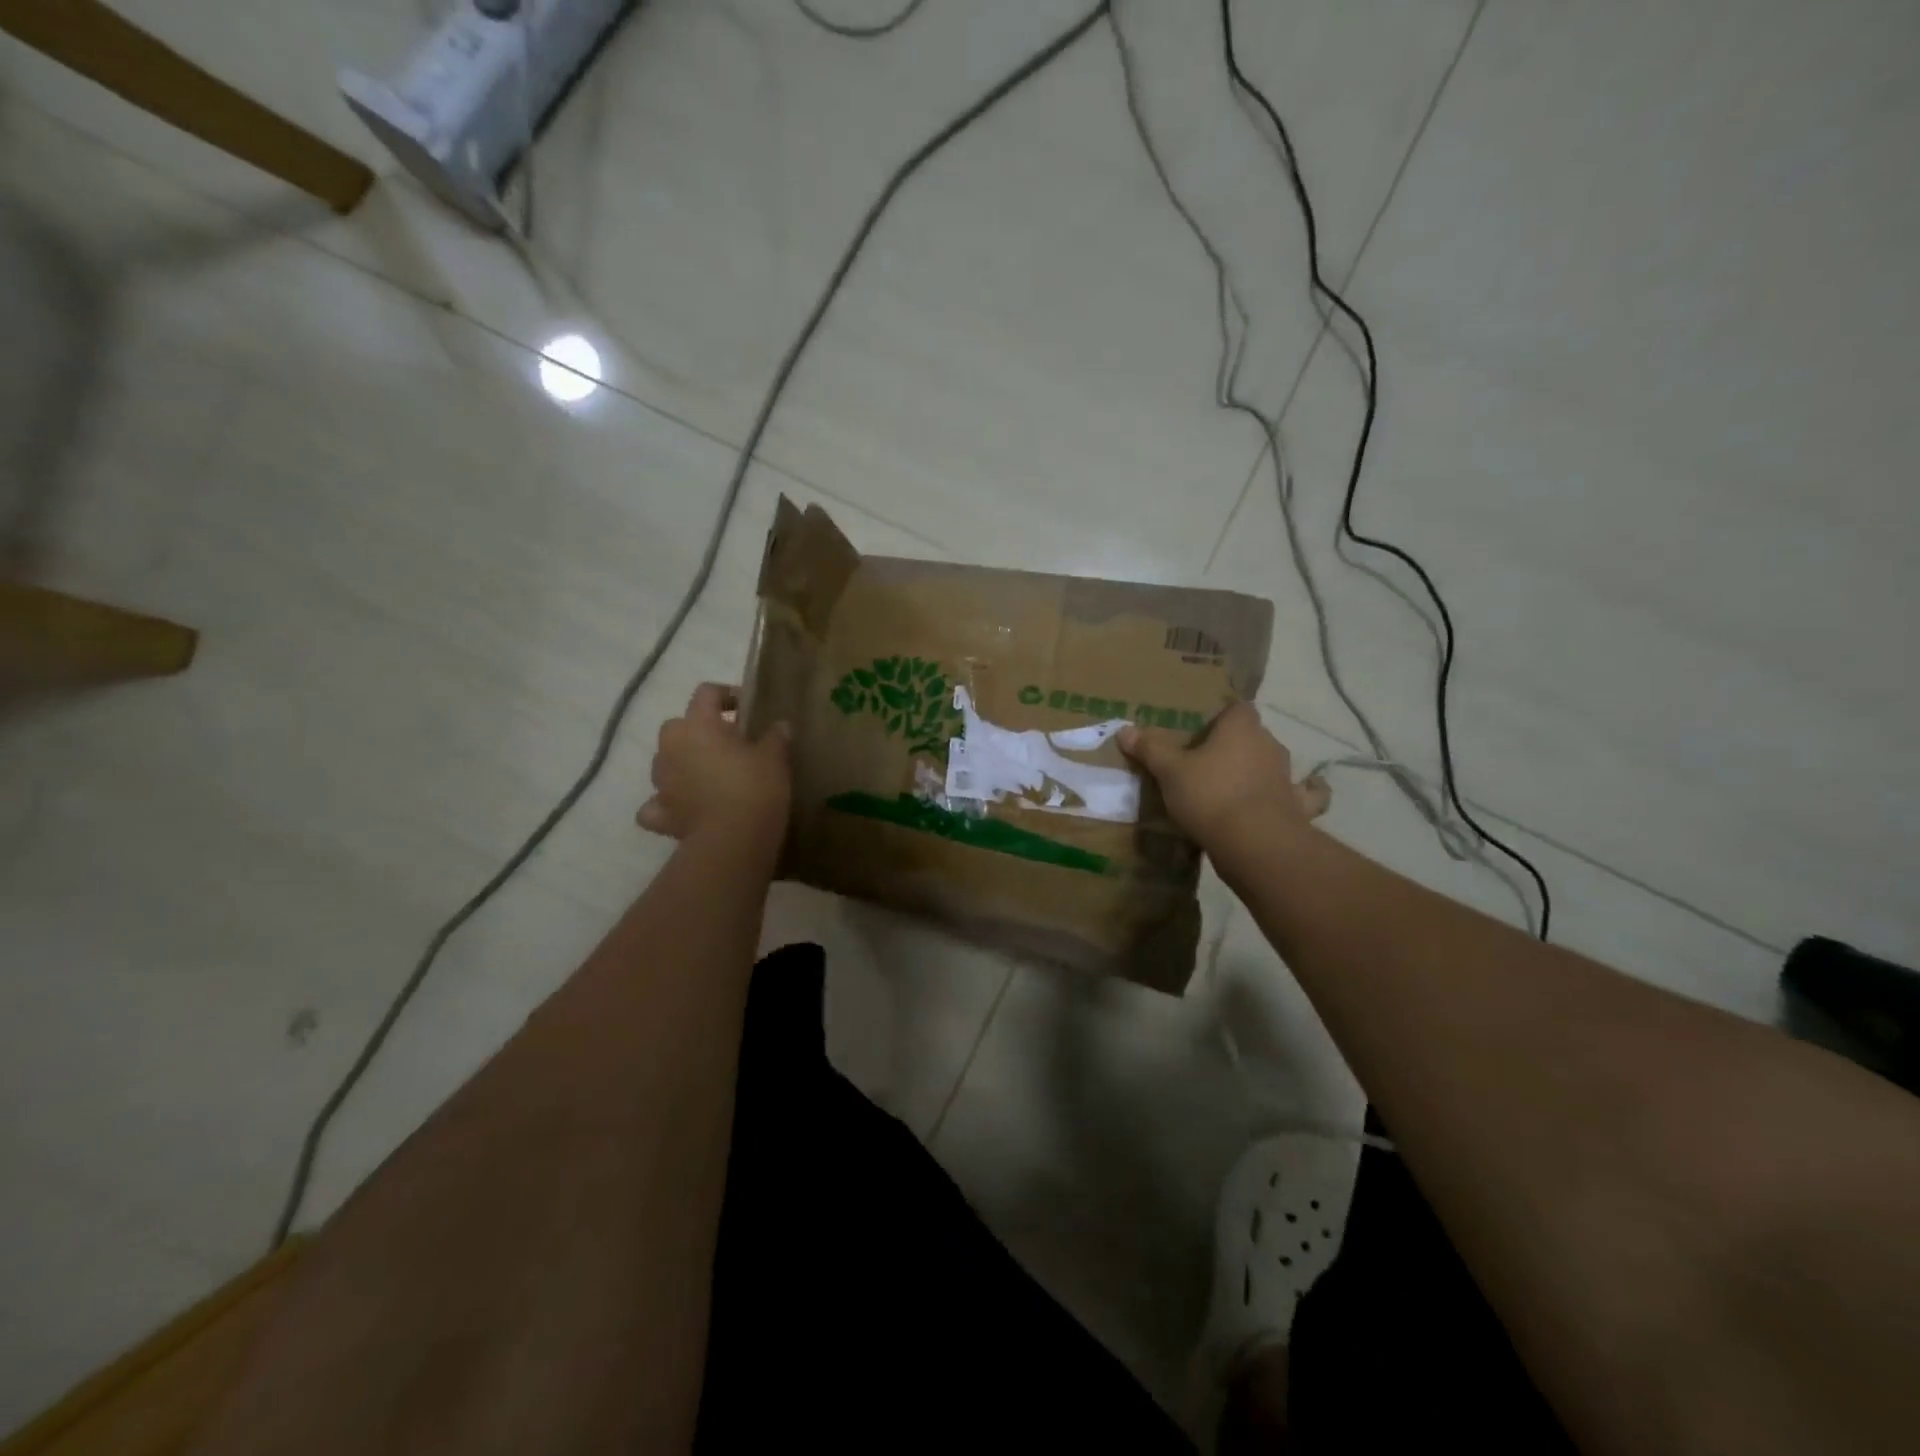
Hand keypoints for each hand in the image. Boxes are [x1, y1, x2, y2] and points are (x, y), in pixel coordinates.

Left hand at [638, 684, 790, 853]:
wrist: (732, 840)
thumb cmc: (754, 787)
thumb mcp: (774, 757)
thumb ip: (775, 737)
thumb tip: (780, 725)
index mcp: (698, 724)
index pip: (706, 693)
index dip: (727, 695)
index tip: (747, 708)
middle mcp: (671, 747)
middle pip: (678, 725)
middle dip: (699, 730)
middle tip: (729, 744)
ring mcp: (661, 781)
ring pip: (666, 762)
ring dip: (683, 764)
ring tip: (711, 776)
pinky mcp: (661, 814)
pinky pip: (657, 804)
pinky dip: (667, 804)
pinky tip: (684, 808)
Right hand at [1118, 701, 1328, 849]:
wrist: (1254, 843)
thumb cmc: (1210, 795)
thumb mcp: (1169, 771)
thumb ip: (1150, 749)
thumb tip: (1125, 730)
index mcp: (1240, 728)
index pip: (1237, 708)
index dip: (1221, 716)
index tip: (1202, 729)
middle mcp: (1269, 745)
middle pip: (1253, 735)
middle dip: (1236, 744)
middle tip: (1208, 760)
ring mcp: (1287, 776)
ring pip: (1273, 764)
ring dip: (1259, 771)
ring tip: (1235, 785)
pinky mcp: (1297, 807)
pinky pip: (1302, 797)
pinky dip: (1297, 797)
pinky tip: (1287, 801)